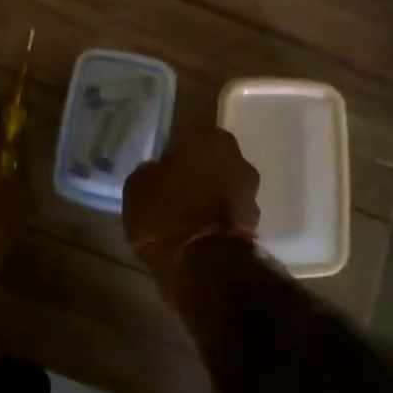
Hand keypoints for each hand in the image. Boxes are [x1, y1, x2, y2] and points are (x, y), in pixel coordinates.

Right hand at [123, 125, 259, 299]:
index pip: (191, 122)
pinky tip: (200, 229)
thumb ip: (150, 171)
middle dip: (197, 163)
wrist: (206, 270)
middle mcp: (233, 155)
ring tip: (187, 208)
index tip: (166, 148)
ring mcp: (249, 188)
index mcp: (205, 136)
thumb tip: (157, 171)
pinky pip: (231, 208)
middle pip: (212, 152)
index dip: (178, 135)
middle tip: (175, 179)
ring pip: (225, 180)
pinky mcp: (255, 220)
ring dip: (211, 189)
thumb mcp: (138, 188)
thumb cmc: (166, 216)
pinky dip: (219, 215)